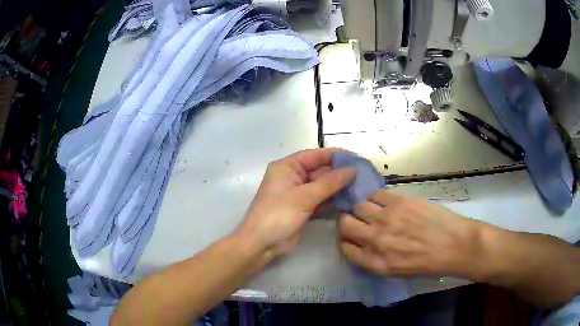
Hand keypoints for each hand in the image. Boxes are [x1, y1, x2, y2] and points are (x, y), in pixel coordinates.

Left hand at [236, 148, 356, 267]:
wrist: (261, 244)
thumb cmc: (278, 215)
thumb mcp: (304, 197)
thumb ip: (329, 182)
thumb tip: (352, 170)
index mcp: (288, 166)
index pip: (316, 155)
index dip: (337, 156)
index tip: (358, 159)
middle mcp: (293, 177)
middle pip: (321, 171)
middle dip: (341, 174)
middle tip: (364, 176)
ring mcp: (298, 194)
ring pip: (323, 187)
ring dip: (339, 188)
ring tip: (362, 188)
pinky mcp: (303, 208)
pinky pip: (322, 200)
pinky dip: (333, 201)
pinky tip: (350, 202)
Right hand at [337, 191, 486, 278]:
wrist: (454, 245)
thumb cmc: (428, 264)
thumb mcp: (396, 272)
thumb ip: (375, 259)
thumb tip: (363, 245)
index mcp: (375, 262)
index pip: (344, 249)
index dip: (344, 241)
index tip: (349, 237)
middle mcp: (376, 240)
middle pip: (345, 224)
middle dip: (346, 222)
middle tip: (355, 220)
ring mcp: (387, 219)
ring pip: (358, 206)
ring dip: (362, 208)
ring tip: (372, 210)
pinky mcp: (399, 201)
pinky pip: (375, 195)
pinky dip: (376, 199)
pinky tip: (385, 203)